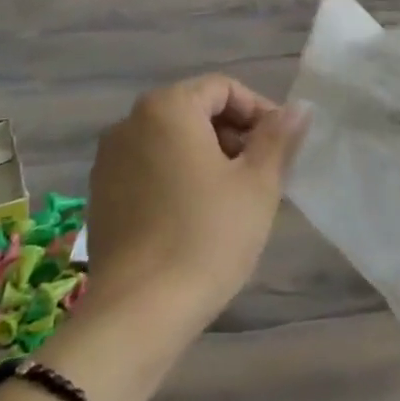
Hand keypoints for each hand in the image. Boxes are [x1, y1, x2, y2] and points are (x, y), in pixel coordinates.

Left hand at [79, 74, 309, 332]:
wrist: (139, 312)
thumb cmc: (208, 236)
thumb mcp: (258, 183)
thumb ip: (278, 137)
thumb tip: (299, 107)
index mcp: (167, 108)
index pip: (223, 88)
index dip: (259, 111)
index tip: (280, 148)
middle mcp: (129, 123)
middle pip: (194, 110)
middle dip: (233, 135)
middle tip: (261, 174)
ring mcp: (109, 160)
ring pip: (171, 141)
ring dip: (207, 156)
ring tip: (233, 197)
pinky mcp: (100, 195)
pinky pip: (149, 168)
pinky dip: (177, 177)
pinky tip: (196, 216)